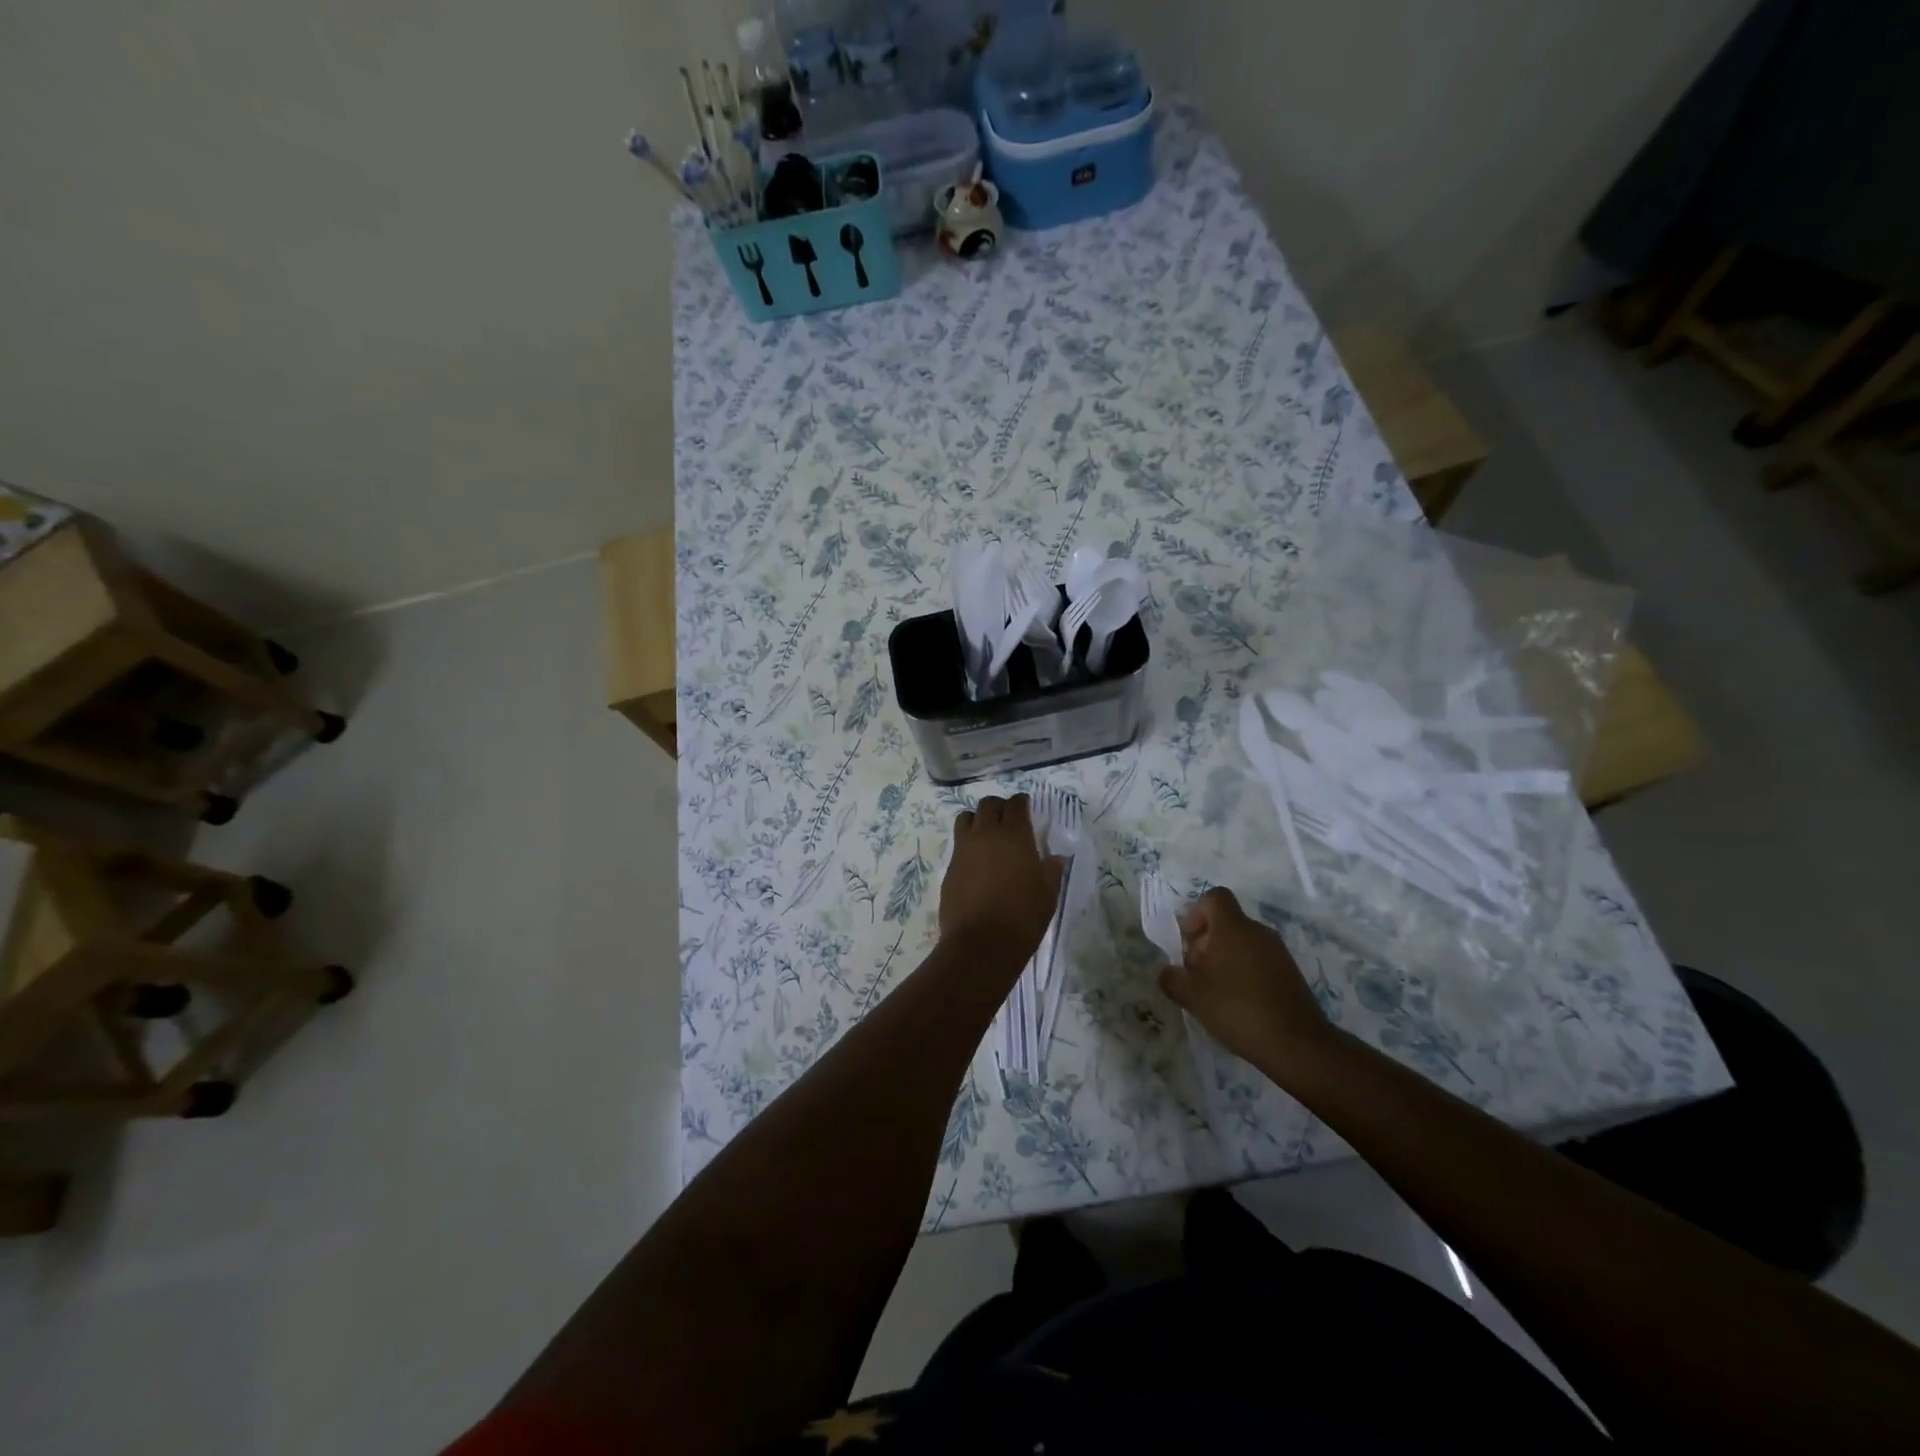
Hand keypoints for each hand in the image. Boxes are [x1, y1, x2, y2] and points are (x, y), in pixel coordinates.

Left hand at [939, 795, 1064, 962]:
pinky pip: (958, 844)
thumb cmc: (1023, 916)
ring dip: (978, 821)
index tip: (1027, 808)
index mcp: (1014, 835)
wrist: (982, 944)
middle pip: (988, 805)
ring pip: (966, 818)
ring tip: (987, 836)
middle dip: (999, 807)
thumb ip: (1051, 870)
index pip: (1016, 804)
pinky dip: (967, 845)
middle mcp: (986, 834)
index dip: (1022, 803)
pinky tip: (977, 862)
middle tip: (1008, 820)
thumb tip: (1054, 858)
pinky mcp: (949, 867)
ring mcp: (963, 849)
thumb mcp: (1048, 894)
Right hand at [1158, 887, 1333, 1066]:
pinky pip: (1259, 961)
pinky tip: (1238, 1005)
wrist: (1297, 1045)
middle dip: (1205, 944)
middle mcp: (1258, 931)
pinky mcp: (1290, 973)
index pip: (1214, 897)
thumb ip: (1172, 978)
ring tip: (1215, 994)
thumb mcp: (1192, 995)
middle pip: (1226, 923)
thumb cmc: (1237, 1009)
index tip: (1189, 945)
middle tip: (1196, 976)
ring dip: (1223, 961)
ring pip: (1242, 943)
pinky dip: (1244, 974)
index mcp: (1233, 927)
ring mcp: (1278, 952)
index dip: (1196, 915)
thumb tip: (1168, 972)